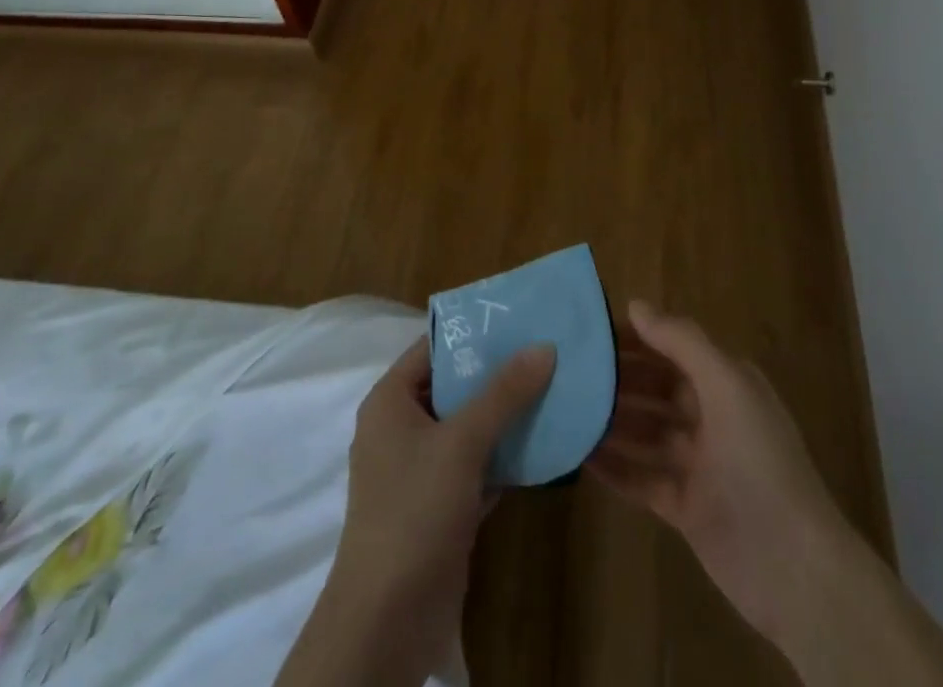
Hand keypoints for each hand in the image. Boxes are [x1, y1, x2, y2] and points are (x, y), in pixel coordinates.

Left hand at [279, 336, 555, 686]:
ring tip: (554, 388)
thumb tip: (544, 346)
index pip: (433, 348)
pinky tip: (545, 442)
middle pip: (455, 386)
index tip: (518, 318)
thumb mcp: (461, 443)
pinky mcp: (442, 506)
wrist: (387, 623)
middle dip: (498, 373)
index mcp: (391, 401)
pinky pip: (478, 465)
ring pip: (470, 427)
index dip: (473, 332)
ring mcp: (422, 470)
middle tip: (546, 350)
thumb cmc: (414, 512)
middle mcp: (402, 429)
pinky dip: (506, 455)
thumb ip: (503, 393)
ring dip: (507, 415)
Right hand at [587, 301, 854, 644]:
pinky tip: (581, 457)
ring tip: (567, 409)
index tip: (591, 332)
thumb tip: (636, 304)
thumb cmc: (759, 460)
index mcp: (726, 382)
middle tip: (569, 371)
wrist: (793, 567)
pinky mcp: (685, 507)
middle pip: (656, 388)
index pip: (673, 348)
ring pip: (646, 433)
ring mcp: (699, 464)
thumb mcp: (725, 385)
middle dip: (619, 379)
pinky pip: (642, 478)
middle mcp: (712, 416)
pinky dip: (615, 467)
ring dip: (612, 421)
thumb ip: (681, 342)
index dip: (636, 338)